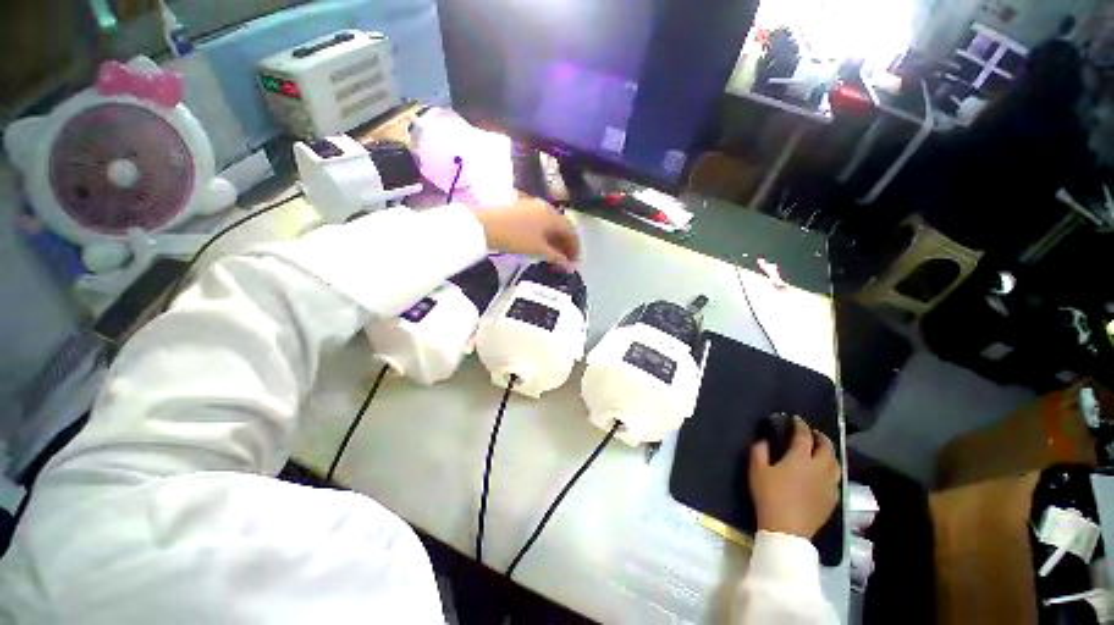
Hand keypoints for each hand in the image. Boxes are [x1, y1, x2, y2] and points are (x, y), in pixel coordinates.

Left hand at [471, 197, 580, 268]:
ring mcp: (531, 206)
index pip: (571, 231)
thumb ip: (556, 257)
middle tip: (565, 261)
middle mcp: (545, 207)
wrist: (484, 226)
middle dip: (566, 245)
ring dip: (555, 240)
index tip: (575, 263)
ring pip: (549, 225)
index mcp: (553, 215)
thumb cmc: (516, 237)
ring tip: (554, 256)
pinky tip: (540, 245)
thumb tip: (570, 266)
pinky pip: (539, 223)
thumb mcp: (538, 249)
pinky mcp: (520, 209)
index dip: (576, 248)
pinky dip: (544, 235)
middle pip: (561, 227)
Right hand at [749, 416, 840, 538]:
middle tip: (812, 433)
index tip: (795, 419)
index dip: (800, 425)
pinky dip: (831, 470)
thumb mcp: (757, 470)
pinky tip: (823, 474)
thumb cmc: (769, 495)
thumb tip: (764, 440)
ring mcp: (830, 484)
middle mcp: (820, 468)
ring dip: (828, 453)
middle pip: (826, 447)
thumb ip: (760, 451)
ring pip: (835, 463)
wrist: (787, 529)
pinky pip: (836, 478)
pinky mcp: (833, 498)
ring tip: (820, 451)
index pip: (804, 435)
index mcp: (800, 458)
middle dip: (820, 437)